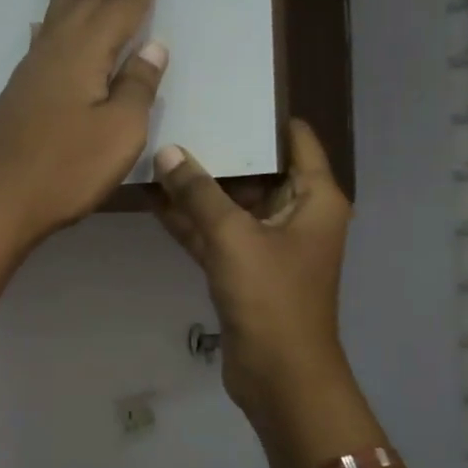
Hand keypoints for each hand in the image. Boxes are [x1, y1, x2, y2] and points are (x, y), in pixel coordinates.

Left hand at [0, 0, 167, 246]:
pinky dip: (45, 22)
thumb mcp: (120, 132)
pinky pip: (39, 39)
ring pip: (57, 12)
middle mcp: (59, 48)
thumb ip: (138, 86)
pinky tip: (41, 22)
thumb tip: (153, 46)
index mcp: (89, 51)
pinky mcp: (21, 91)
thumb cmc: (66, 169)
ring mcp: (35, 69)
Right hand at [153, 120, 353, 423]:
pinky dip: (190, 219)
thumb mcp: (233, 236)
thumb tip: (168, 152)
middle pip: (257, 169)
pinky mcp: (243, 269)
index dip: (264, 116)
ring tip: (157, 151)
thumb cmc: (271, 297)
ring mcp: (267, 243)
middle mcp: (296, 213)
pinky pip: (215, 233)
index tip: (226, 93)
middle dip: (219, 149)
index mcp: (314, 197)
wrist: (279, 374)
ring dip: (197, 186)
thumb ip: (198, 193)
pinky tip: (153, 197)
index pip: (295, 139)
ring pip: (230, 203)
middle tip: (179, 116)